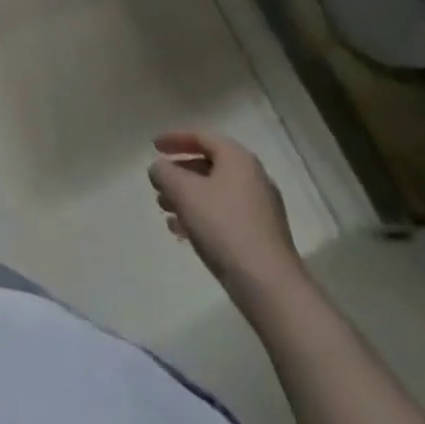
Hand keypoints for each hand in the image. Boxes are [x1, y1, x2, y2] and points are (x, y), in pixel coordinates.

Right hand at [148, 130, 300, 292]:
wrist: (271, 288)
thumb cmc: (224, 227)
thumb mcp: (183, 191)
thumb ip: (164, 172)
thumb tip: (159, 169)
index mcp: (237, 158)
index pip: (200, 136)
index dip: (174, 139)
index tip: (153, 147)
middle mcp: (253, 177)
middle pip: (208, 165)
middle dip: (179, 174)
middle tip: (159, 184)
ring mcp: (261, 209)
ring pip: (215, 193)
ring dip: (188, 198)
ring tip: (165, 211)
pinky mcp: (263, 237)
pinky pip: (225, 216)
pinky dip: (202, 217)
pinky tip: (183, 234)